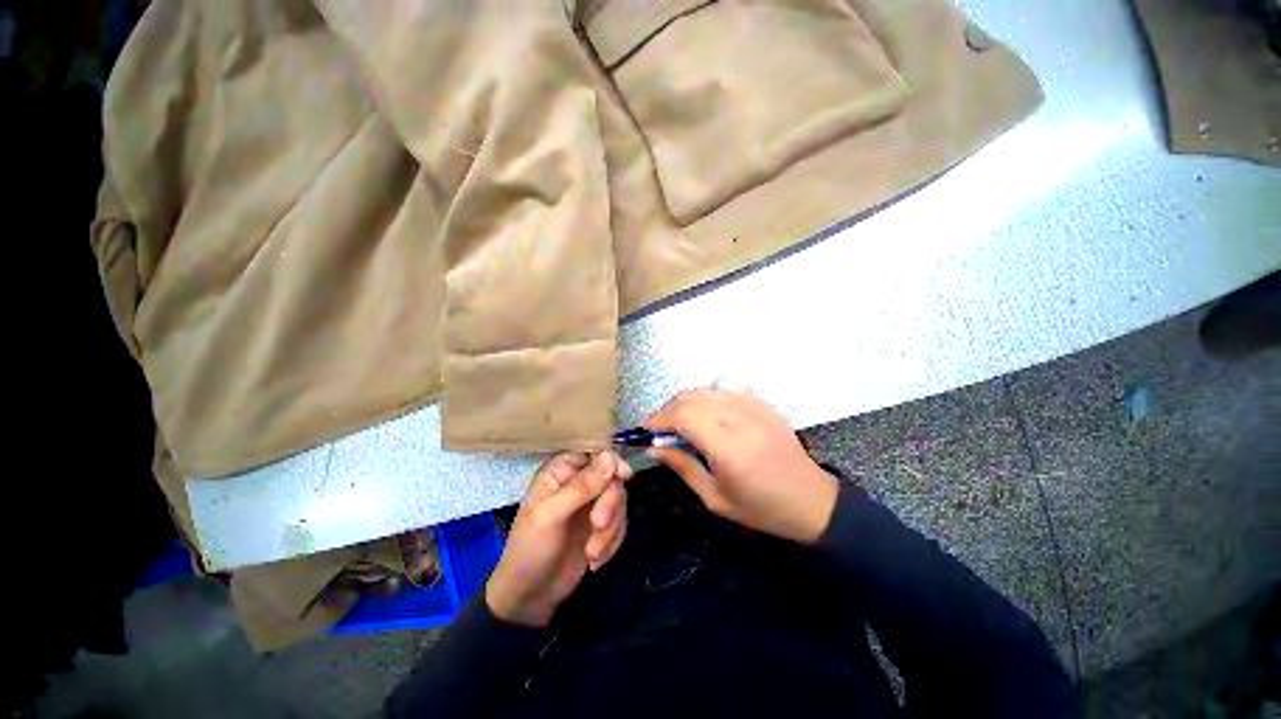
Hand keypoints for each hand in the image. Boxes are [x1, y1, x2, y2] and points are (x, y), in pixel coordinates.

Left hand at [485, 451, 631, 627]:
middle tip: (597, 525)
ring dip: (611, 529)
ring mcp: (592, 504)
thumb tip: (610, 457)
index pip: (595, 453)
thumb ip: (581, 486)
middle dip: (609, 505)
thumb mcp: (551, 516)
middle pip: (612, 478)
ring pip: (619, 502)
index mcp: (562, 471)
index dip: (612, 461)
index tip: (624, 476)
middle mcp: (579, 482)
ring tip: (592, 553)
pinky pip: (621, 523)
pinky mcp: (601, 526)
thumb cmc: (531, 549)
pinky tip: (595, 560)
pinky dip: (612, 542)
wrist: (531, 597)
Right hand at [646, 387, 838, 543]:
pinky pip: (724, 389)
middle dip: (667, 409)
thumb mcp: (716, 499)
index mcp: (729, 448)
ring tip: (677, 421)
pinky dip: (706, 397)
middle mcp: (740, 419)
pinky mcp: (761, 403)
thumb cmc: (761, 508)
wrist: (811, 500)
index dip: (659, 418)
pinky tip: (705, 414)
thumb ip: (683, 467)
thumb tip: (654, 449)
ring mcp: (753, 407)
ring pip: (706, 389)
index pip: (683, 416)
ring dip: (684, 401)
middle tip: (658, 428)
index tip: (645, 430)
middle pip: (691, 398)